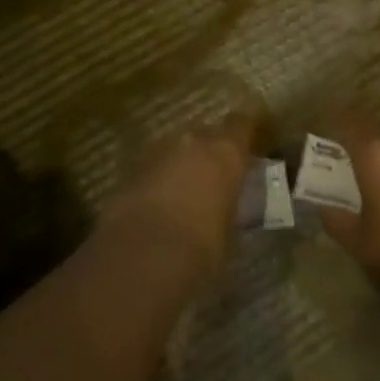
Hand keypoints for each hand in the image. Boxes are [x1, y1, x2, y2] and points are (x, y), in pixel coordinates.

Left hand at [103, 116, 254, 293]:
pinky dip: (157, 180)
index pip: (242, 124)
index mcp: (226, 153)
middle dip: (210, 150)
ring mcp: (158, 152)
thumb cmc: (202, 247)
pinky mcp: (130, 170)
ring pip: (176, 149)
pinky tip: (157, 205)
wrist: (142, 255)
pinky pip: (152, 167)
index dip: (245, 132)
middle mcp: (193, 142)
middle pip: (206, 134)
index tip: (249, 144)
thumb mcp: (229, 231)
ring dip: (181, 164)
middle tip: (215, 175)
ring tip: (184, 192)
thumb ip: (228, 209)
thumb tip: (223, 212)